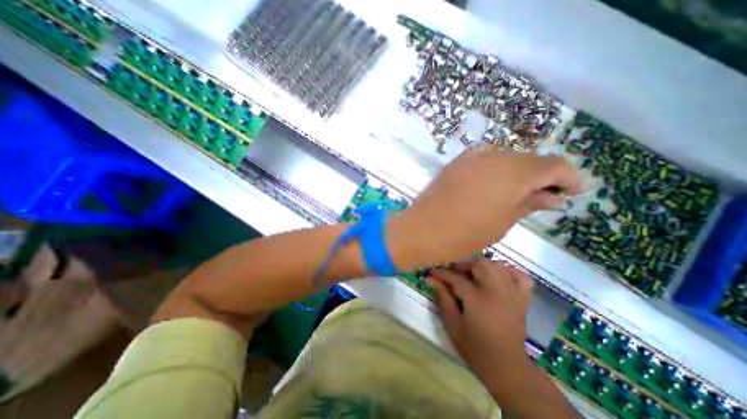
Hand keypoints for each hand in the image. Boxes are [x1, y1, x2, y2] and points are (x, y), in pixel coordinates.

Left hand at [385, 148, 583, 268]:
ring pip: (508, 158)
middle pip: (530, 160)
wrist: (423, 229)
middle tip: (544, 196)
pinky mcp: (457, 161)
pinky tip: (495, 184)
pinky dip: (497, 169)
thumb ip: (530, 203)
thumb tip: (554, 196)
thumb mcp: (504, 222)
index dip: (568, 178)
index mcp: (513, 173)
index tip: (572, 193)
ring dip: (519, 172)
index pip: (553, 165)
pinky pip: (486, 159)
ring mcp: (472, 156)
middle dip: (542, 176)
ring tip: (519, 193)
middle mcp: (495, 157)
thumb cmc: (465, 234)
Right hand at [423, 260, 532, 377]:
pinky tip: (498, 277)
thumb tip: (431, 279)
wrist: (507, 368)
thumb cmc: (475, 348)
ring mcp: (513, 294)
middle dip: (464, 266)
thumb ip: (443, 298)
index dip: (442, 274)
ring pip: (498, 266)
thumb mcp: (452, 324)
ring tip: (472, 275)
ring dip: (482, 267)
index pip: (456, 279)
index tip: (432, 273)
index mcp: (478, 300)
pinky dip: (508, 272)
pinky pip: (520, 276)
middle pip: (480, 265)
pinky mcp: (523, 299)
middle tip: (454, 274)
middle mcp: (497, 291)